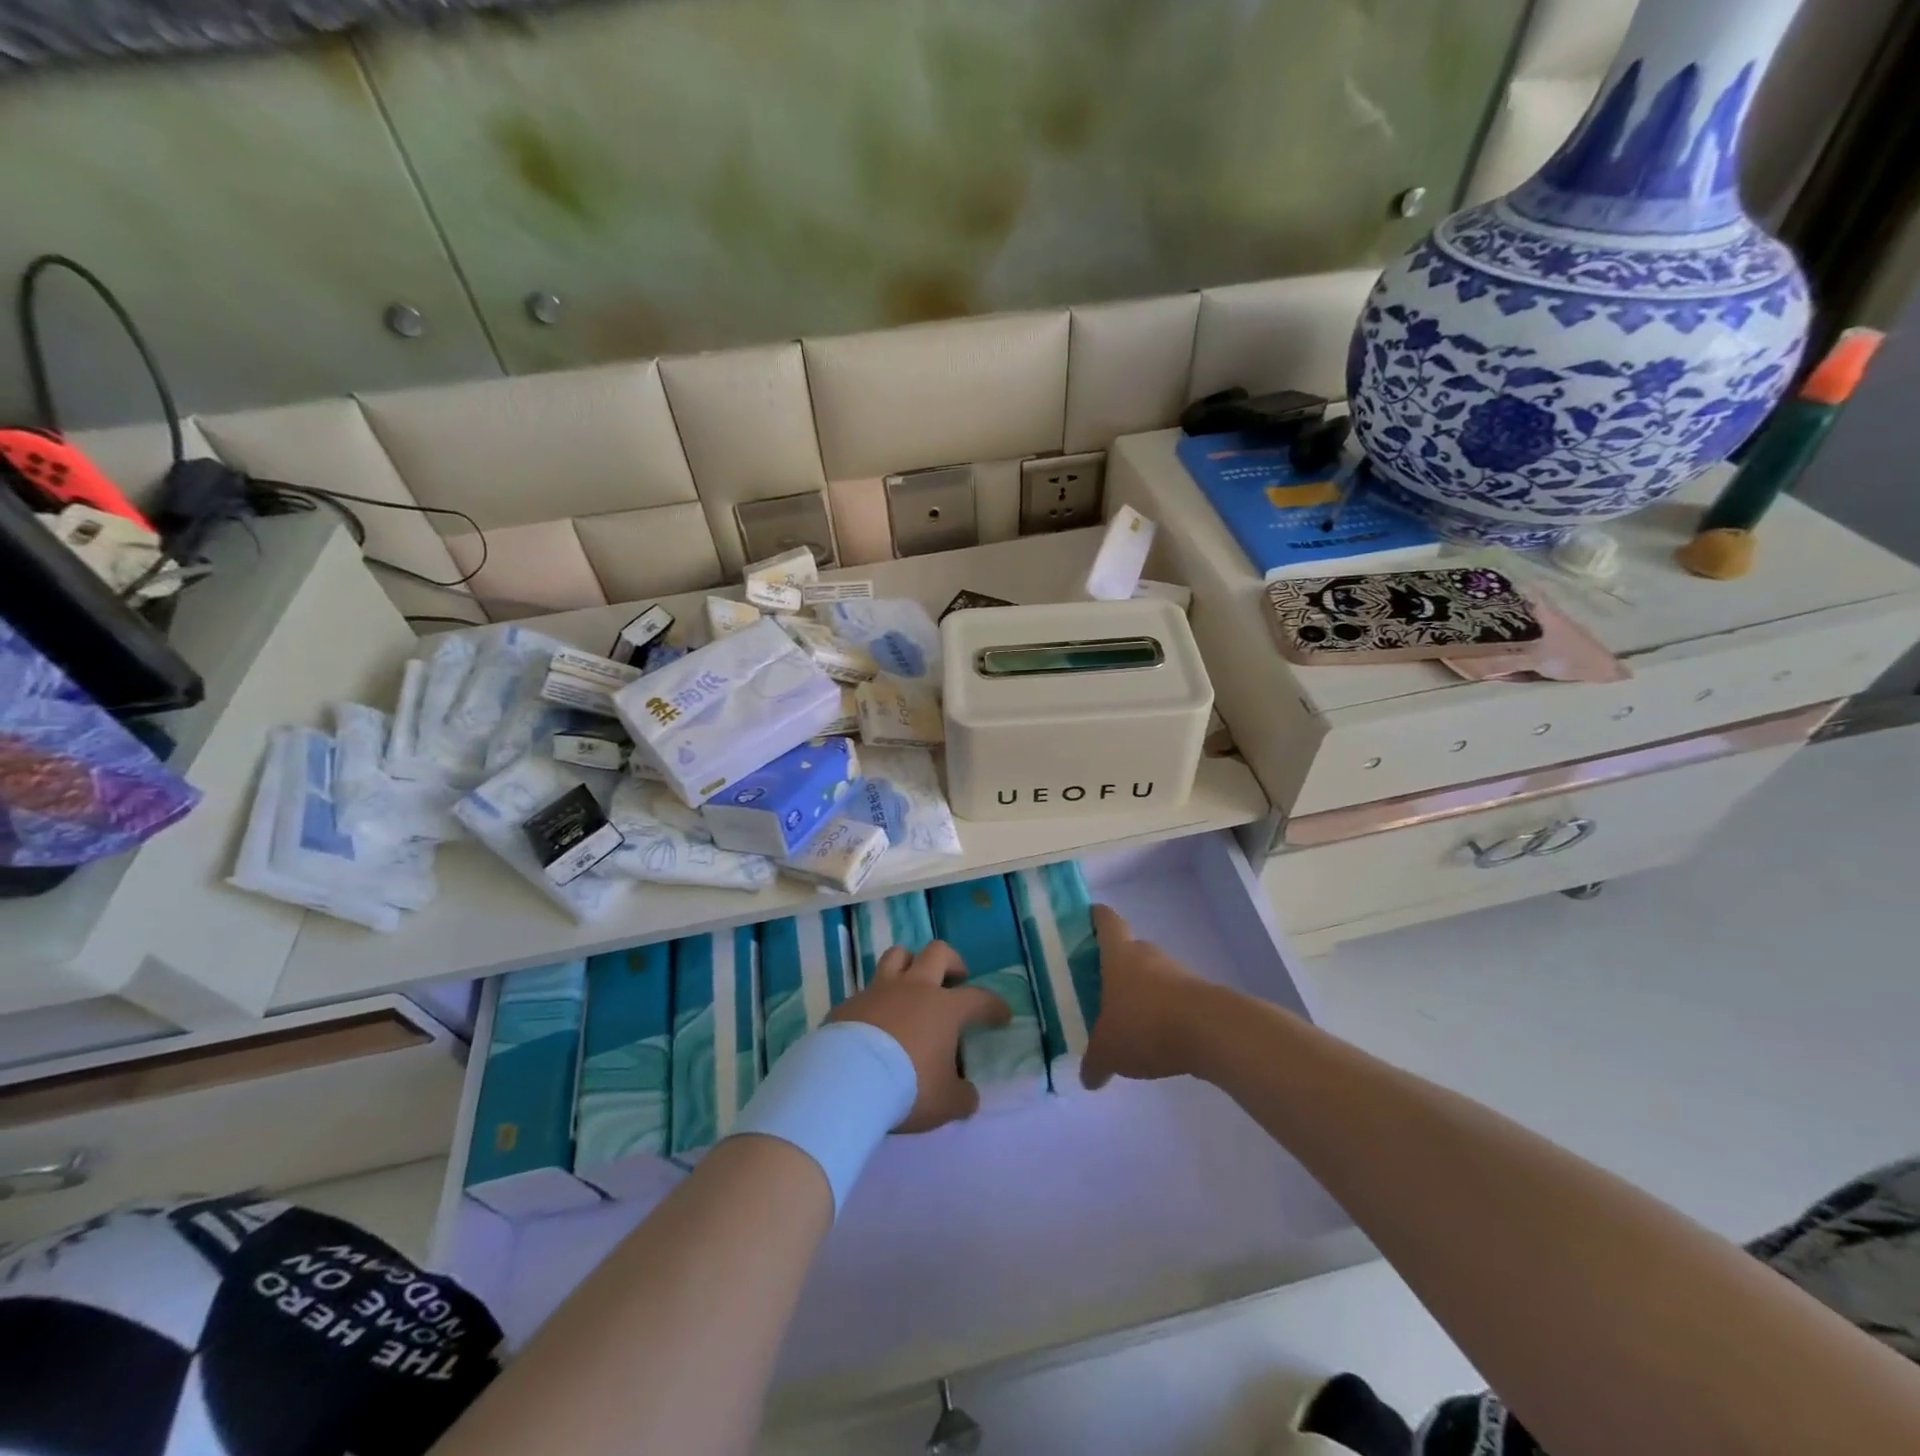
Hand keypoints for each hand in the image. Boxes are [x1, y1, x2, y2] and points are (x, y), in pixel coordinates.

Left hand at [828, 941, 1010, 1132]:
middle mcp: (914, 988)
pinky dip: (876, 1000)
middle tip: (956, 979)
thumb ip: (962, 1097)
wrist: (848, 1080)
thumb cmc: (908, 1086)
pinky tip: (875, 1021)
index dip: (994, 1005)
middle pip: (938, 952)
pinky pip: (867, 991)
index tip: (1002, 1015)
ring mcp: (879, 990)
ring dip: (909, 964)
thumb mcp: (946, 1103)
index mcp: (944, 1008)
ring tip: (913, 983)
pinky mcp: (850, 1002)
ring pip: (898, 955)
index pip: (979, 999)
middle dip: (952, 961)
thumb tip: (968, 1095)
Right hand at [1080, 904, 1215, 1090]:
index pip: (1106, 920)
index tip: (1086, 921)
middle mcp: (1147, 954)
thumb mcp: (1108, 1051)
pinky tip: (1155, 1037)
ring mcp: (1176, 972)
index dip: (1095, 917)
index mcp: (1118, 955)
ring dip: (1140, 991)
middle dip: (1114, 965)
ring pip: (1151, 974)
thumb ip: (1094, 1063)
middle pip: (1128, 948)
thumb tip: (1087, 1078)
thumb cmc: (1146, 1025)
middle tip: (1097, 987)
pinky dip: (1162, 1011)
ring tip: (1126, 1019)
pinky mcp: (1198, 993)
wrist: (1211, 1031)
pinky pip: (1172, 996)